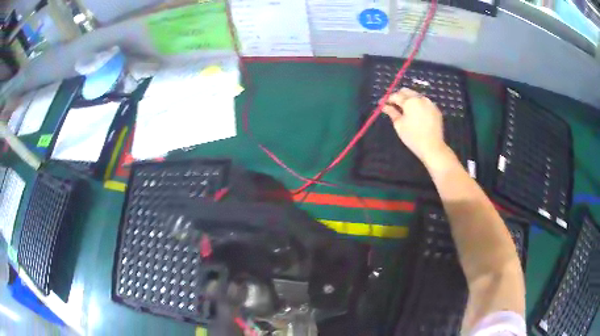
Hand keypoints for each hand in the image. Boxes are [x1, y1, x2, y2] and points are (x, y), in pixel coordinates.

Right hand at [382, 88, 447, 163]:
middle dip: (399, 96)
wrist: (432, 147)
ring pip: (416, 96)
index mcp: (410, 101)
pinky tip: (416, 114)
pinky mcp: (436, 109)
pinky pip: (424, 103)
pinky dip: (418, 105)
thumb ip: (391, 112)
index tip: (382, 104)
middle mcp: (420, 98)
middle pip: (407, 91)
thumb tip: (384, 106)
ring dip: (409, 100)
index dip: (388, 99)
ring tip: (405, 110)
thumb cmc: (413, 137)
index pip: (396, 95)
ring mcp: (430, 103)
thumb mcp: (399, 125)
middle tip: (393, 105)